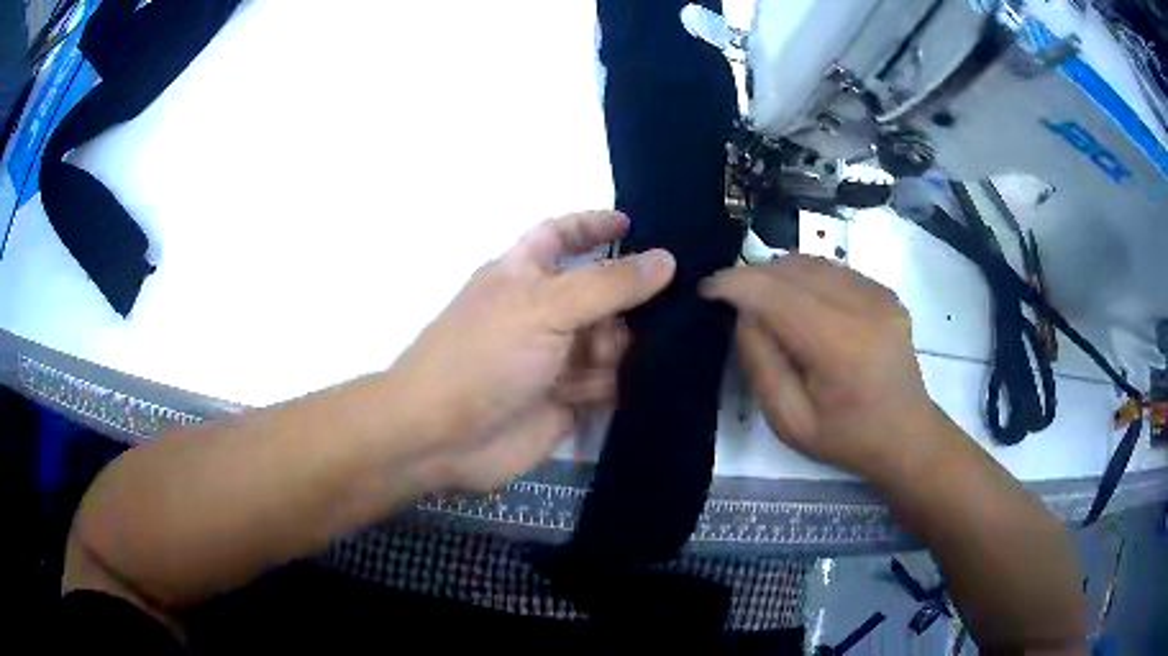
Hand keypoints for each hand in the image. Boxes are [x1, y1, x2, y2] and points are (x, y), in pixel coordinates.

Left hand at [392, 211, 674, 491]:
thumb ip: (608, 283)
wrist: (442, 438)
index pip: (560, 236)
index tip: (635, 223)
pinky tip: (660, 376)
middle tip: (685, 298)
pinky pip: (611, 381)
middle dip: (632, 296)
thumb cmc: (484, 356)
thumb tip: (665, 258)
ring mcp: (556, 358)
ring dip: (634, 342)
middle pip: (599, 292)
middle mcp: (542, 312)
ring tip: (673, 344)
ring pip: (611, 339)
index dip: (592, 226)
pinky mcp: (568, 399)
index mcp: (524, 274)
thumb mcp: (544, 306)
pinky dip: (630, 379)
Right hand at [701, 255, 941, 478]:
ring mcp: (879, 294)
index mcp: (839, 345)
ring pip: (811, 262)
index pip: (775, 292)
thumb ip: (760, 363)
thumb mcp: (789, 421)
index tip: (706, 290)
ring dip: (778, 275)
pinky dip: (806, 278)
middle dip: (753, 276)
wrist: (906, 435)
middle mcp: (863, 306)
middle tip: (733, 300)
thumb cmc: (846, 438)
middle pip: (791, 268)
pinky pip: (832, 269)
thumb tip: (743, 313)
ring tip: (765, 303)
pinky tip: (802, 305)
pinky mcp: (885, 291)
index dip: (734, 283)